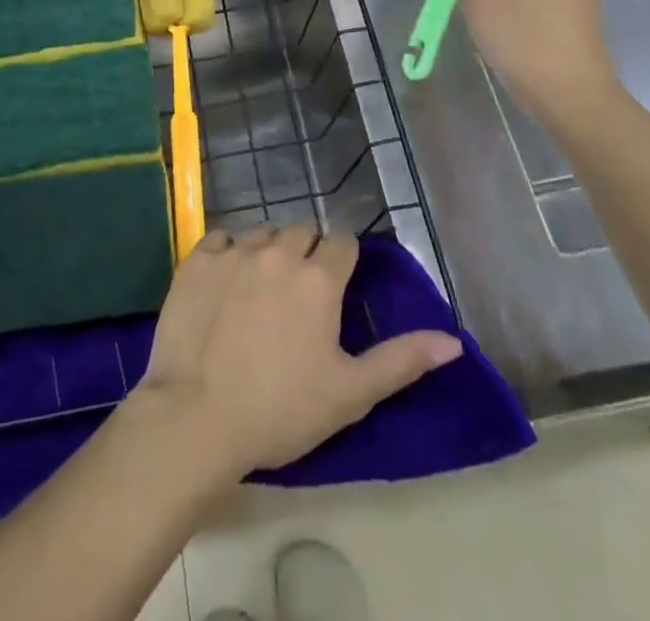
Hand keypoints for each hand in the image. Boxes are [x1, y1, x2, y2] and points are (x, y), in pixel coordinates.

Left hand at [130, 226, 462, 481]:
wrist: (197, 417)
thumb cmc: (281, 410)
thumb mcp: (350, 393)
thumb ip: (402, 361)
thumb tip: (453, 341)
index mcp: (318, 279)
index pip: (342, 243)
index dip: (343, 260)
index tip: (336, 286)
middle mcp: (278, 252)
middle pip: (301, 231)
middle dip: (306, 252)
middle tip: (300, 292)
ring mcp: (234, 253)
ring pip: (261, 233)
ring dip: (268, 251)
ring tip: (262, 289)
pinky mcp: (197, 261)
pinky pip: (219, 240)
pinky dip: (226, 253)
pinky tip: (224, 284)